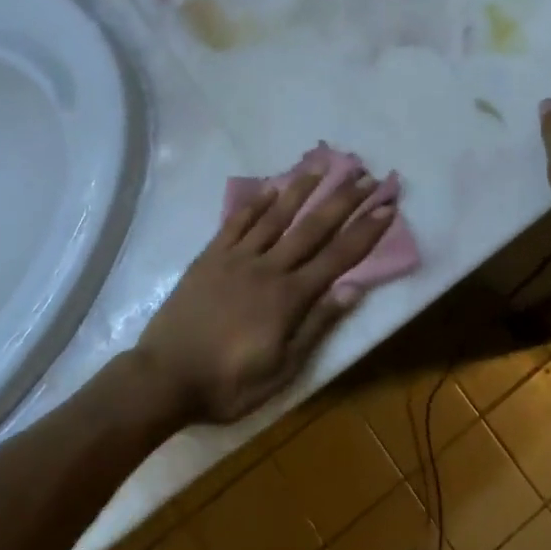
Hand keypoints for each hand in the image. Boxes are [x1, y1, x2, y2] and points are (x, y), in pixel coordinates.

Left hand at [137, 166, 395, 425]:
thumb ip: (316, 325)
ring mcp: (236, 258)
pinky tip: (270, 189)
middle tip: (364, 176)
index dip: (365, 232)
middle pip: (312, 228)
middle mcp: (268, 268)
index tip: (386, 207)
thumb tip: (353, 289)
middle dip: (342, 201)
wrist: (164, 377)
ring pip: (275, 216)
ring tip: (322, 166)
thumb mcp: (281, 369)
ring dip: (301, 190)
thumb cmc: (228, 383)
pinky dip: (255, 203)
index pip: (337, 257)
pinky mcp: (210, 257)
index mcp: (289, 297)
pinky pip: (237, 223)